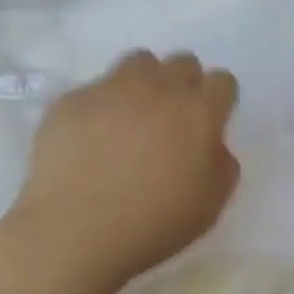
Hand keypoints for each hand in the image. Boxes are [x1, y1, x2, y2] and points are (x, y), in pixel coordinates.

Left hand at [16, 50, 240, 291]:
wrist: (75, 230)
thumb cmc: (153, 224)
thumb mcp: (210, 206)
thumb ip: (221, 165)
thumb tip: (211, 146)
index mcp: (198, 112)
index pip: (222, 82)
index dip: (218, 101)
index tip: (208, 124)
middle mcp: (157, 88)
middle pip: (181, 63)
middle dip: (183, 85)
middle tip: (171, 122)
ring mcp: (110, 89)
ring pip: (138, 63)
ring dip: (144, 84)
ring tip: (131, 120)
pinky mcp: (70, 100)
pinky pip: (94, 90)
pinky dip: (100, 108)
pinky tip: (89, 141)